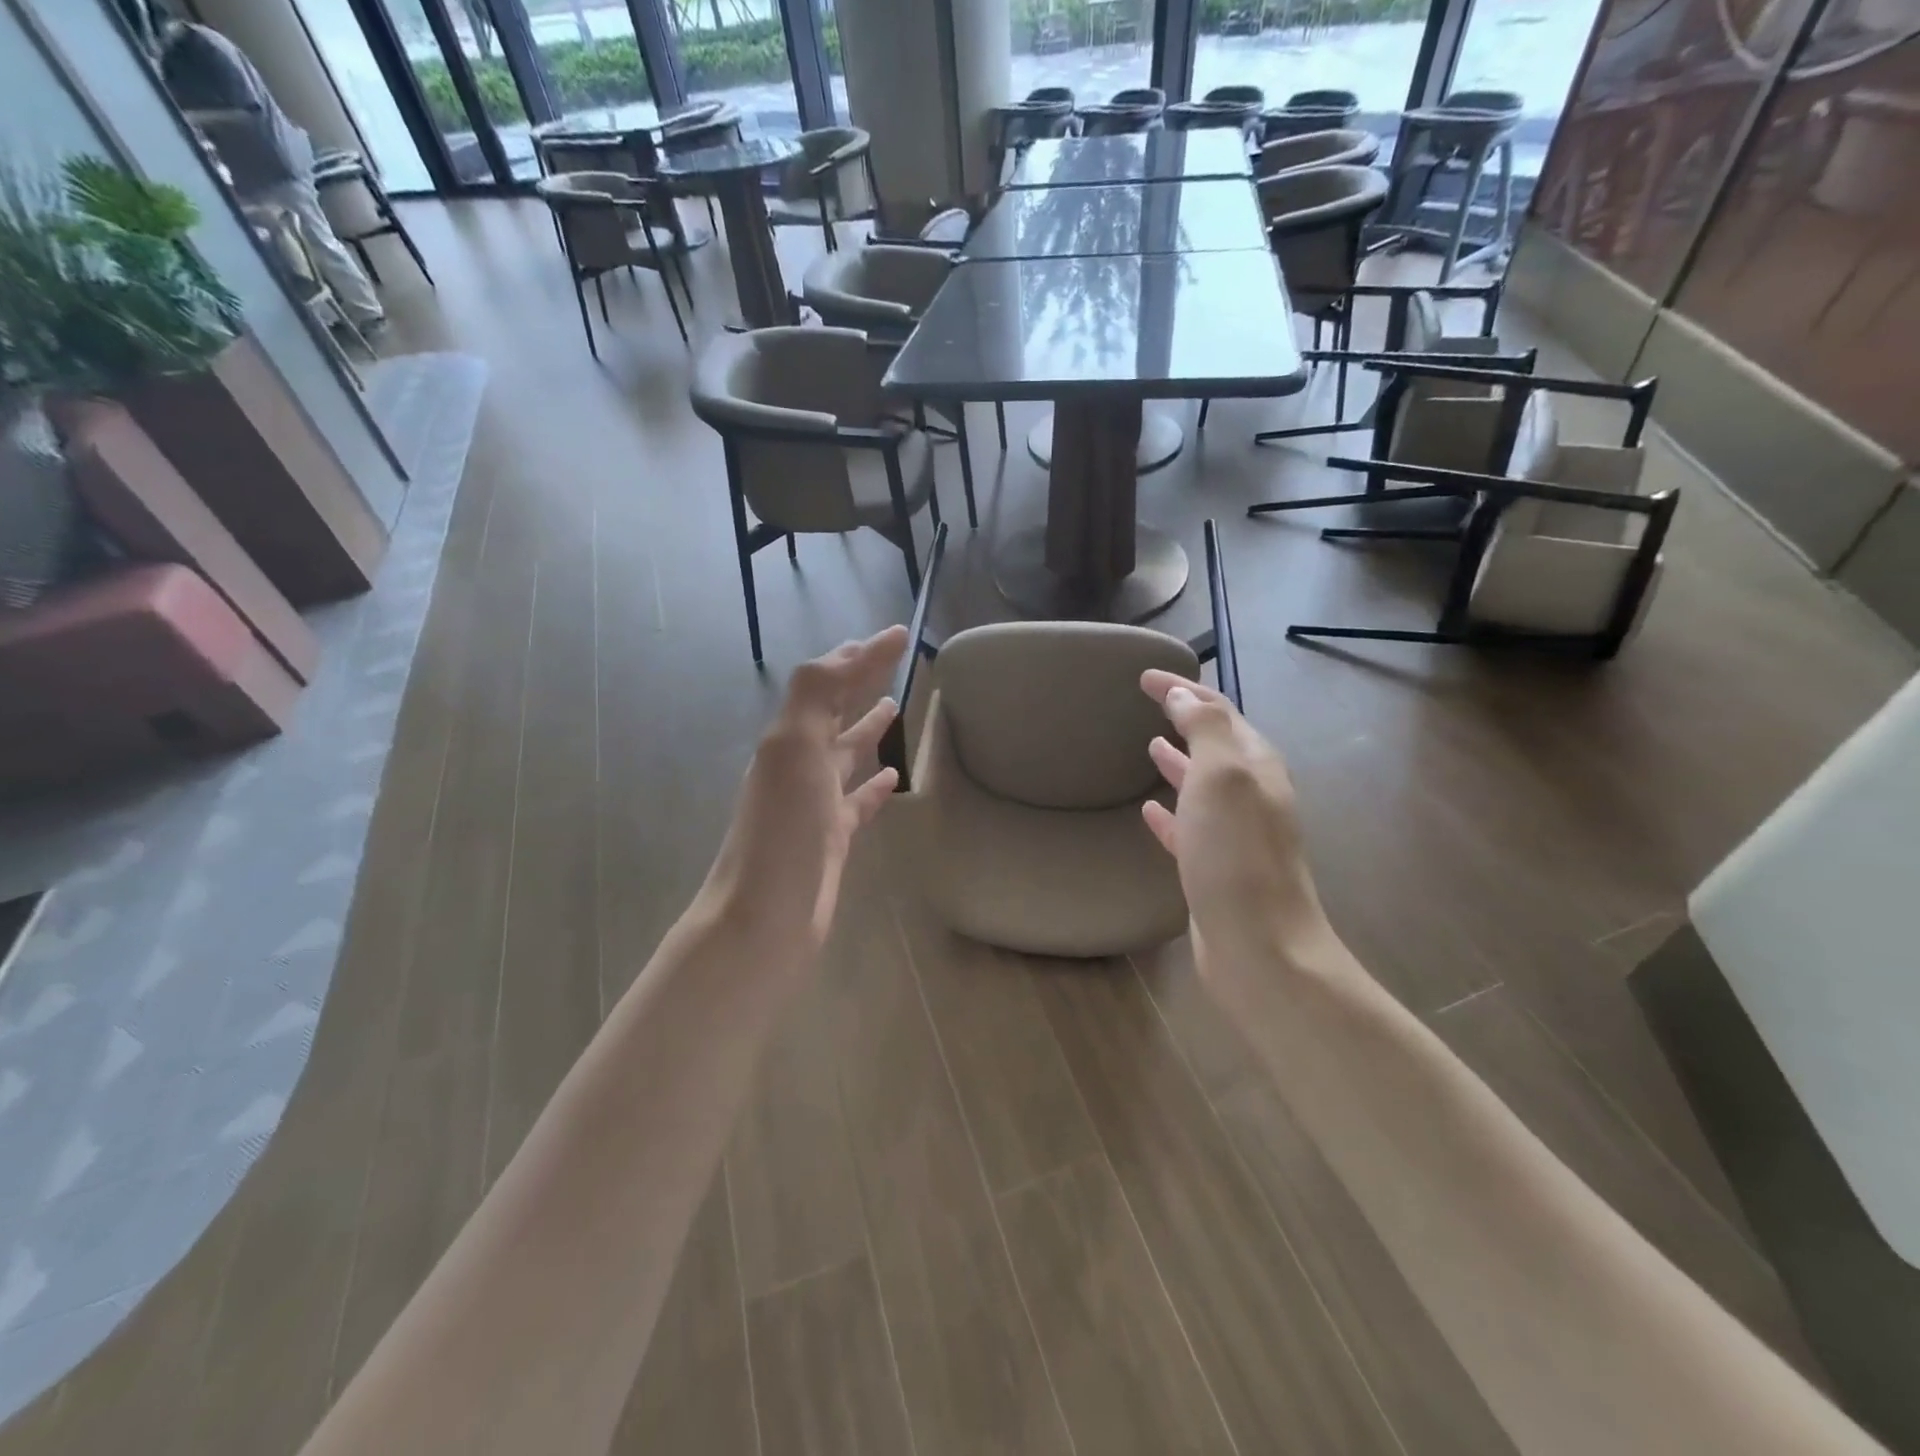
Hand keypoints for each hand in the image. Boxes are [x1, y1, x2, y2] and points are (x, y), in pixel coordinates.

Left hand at [700, 628, 908, 956]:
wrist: (763, 921)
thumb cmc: (782, 835)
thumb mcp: (793, 752)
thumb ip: (814, 698)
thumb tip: (844, 654)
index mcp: (788, 739)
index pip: (827, 682)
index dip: (861, 654)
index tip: (900, 633)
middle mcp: (798, 765)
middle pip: (834, 711)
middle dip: (859, 681)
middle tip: (895, 659)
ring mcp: (815, 803)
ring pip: (845, 753)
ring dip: (866, 727)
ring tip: (895, 705)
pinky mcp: (832, 839)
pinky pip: (857, 801)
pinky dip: (874, 784)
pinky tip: (894, 776)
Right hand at [1139, 671, 1335, 975]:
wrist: (1259, 947)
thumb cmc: (1236, 856)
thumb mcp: (1222, 777)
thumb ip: (1204, 730)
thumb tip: (1184, 695)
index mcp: (1256, 766)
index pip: (1218, 711)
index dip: (1182, 689)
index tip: (1144, 676)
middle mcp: (1252, 795)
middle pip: (1216, 745)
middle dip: (1185, 719)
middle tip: (1151, 703)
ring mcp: (1236, 835)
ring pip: (1203, 786)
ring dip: (1179, 762)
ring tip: (1149, 745)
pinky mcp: (1216, 869)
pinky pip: (1190, 828)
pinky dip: (1170, 812)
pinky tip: (1147, 809)